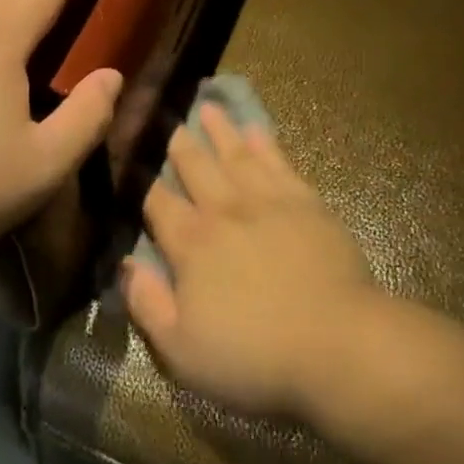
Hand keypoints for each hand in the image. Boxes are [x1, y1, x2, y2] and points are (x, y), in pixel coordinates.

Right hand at [124, 103, 381, 419]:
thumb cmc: (254, 356)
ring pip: (236, 155)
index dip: (140, 182)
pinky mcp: (307, 203)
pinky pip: (280, 163)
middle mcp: (225, 210)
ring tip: (208, 107)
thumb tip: (124, 265)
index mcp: (191, 243)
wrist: (339, 346)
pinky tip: (258, 129)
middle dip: (178, 143)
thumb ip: (147, 304)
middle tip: (166, 118)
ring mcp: (268, 202)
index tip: (131, 160)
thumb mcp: (181, 350)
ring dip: (220, 131)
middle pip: (195, 166)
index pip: (157, 203)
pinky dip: (265, 143)